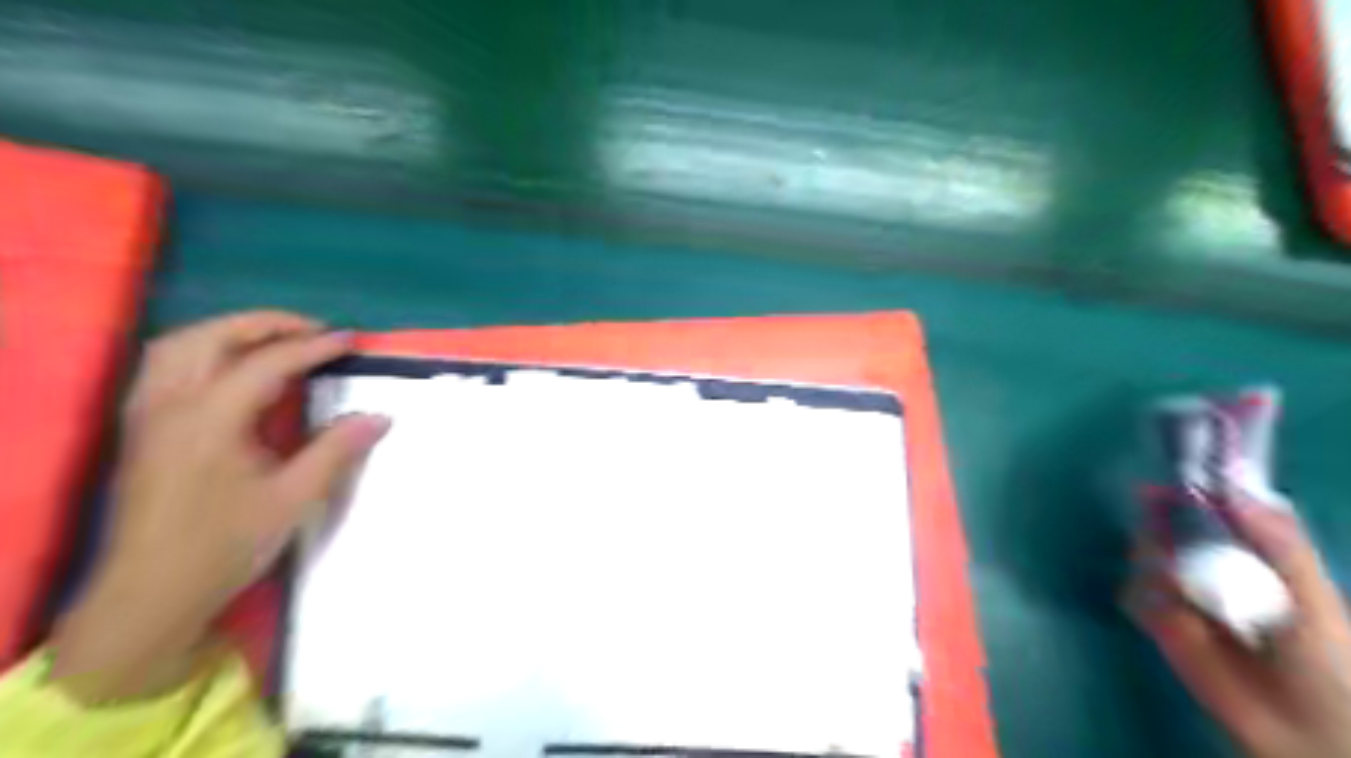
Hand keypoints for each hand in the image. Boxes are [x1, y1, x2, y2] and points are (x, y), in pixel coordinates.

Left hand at [51, 312, 386, 702]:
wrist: (149, 594)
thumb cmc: (224, 546)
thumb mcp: (292, 499)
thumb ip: (336, 450)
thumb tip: (380, 417)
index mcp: (209, 420)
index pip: (265, 363)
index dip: (313, 347)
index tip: (350, 340)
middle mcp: (170, 405)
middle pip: (211, 337)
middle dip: (266, 324)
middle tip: (313, 330)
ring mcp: (148, 414)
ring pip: (179, 345)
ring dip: (230, 331)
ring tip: (275, 340)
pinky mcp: (141, 428)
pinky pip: (166, 365)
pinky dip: (203, 349)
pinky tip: (230, 367)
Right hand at [1127, 502, 1349, 756]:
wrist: (1304, 729)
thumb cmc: (1326, 661)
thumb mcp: (1312, 596)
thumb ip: (1280, 543)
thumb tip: (1232, 488)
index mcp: (1256, 558)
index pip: (1216, 513)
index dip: (1193, 493)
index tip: (1172, 480)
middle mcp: (1214, 569)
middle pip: (1172, 528)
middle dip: (1160, 520)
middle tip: (1154, 516)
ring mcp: (1184, 595)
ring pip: (1147, 556)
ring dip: (1151, 558)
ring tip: (1174, 583)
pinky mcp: (1159, 622)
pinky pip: (1134, 594)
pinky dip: (1140, 594)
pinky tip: (1165, 611)